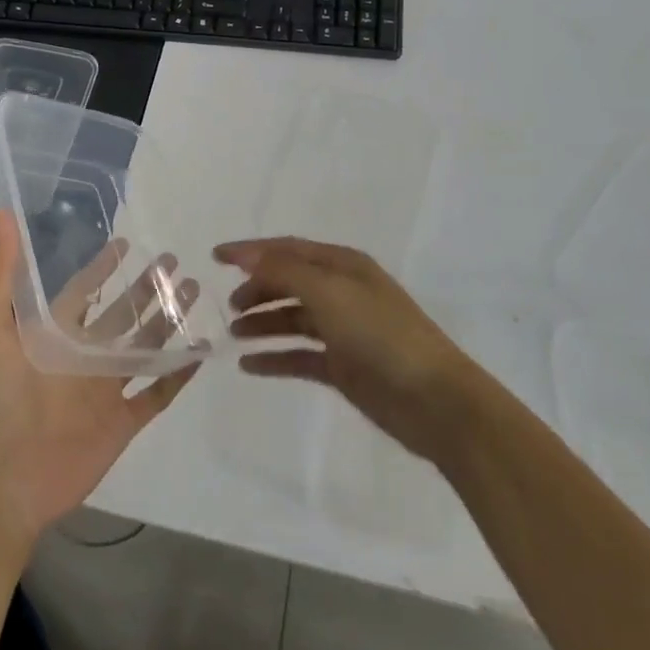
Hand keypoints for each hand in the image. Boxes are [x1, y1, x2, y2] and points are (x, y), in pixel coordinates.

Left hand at [0, 210, 200, 548]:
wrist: (2, 480)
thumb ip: (0, 273)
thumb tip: (1, 213)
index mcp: (54, 332)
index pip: (85, 289)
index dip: (103, 267)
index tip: (126, 241)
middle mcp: (83, 354)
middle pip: (123, 312)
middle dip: (147, 287)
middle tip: (174, 260)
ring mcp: (105, 388)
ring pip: (145, 345)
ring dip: (168, 319)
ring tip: (194, 291)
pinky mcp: (123, 421)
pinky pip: (158, 392)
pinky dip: (179, 373)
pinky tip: (202, 350)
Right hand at [215, 236, 478, 463]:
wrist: (434, 400)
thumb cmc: (380, 335)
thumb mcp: (329, 292)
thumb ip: (285, 271)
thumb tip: (247, 254)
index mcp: (343, 266)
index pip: (288, 249)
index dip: (251, 251)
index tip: (214, 257)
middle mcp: (342, 292)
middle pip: (289, 282)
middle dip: (257, 289)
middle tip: (228, 305)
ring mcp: (343, 331)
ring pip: (292, 319)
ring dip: (262, 323)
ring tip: (233, 334)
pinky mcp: (343, 367)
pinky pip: (299, 356)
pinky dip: (274, 358)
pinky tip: (249, 365)